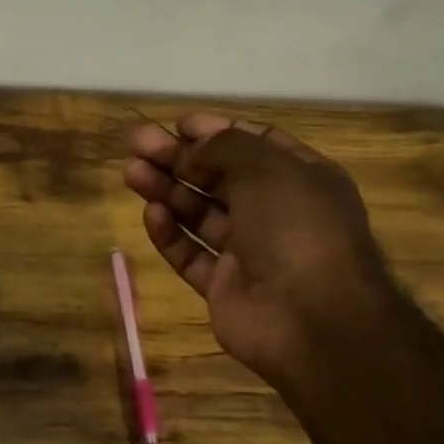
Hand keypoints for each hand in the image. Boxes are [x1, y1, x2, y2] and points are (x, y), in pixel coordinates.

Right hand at [123, 114, 394, 391]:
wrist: (311, 319)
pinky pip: (192, 254)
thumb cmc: (296, 229)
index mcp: (300, 179)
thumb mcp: (267, 169)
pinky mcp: (223, 286)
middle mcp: (275, 212)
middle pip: (218, 177)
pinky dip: (171, 234)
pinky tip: (152, 214)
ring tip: (132, 173)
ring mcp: (249, 252)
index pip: (253, 145)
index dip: (215, 131)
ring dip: (166, 190)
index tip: (177, 124)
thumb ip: (226, 148)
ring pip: (199, 214)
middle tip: (138, 144)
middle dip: (178, 158)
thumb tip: (195, 147)